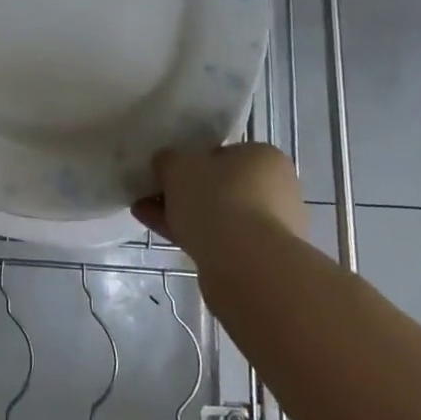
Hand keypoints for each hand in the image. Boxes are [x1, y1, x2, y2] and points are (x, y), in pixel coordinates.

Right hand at [132, 143, 306, 262]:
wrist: (246, 266)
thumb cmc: (217, 199)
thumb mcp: (179, 165)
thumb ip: (169, 159)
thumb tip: (166, 162)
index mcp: (264, 157)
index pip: (224, 153)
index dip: (192, 160)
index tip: (167, 170)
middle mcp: (276, 190)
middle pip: (220, 186)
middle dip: (184, 191)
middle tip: (151, 192)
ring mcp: (271, 228)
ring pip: (218, 215)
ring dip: (182, 213)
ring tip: (144, 213)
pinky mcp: (260, 260)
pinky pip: (218, 240)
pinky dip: (190, 234)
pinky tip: (156, 231)